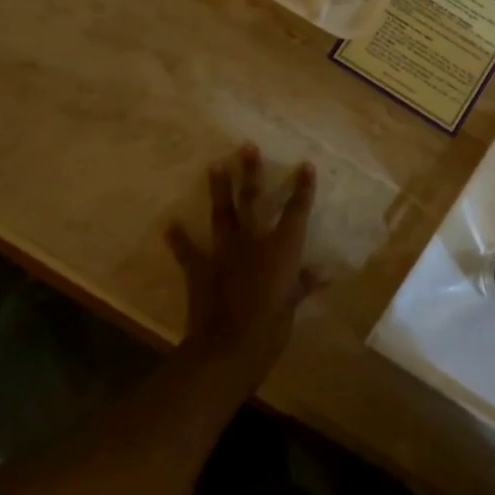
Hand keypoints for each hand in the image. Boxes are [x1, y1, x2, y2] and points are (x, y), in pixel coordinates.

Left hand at [166, 146, 319, 393]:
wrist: (229, 347)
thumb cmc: (272, 326)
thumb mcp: (293, 304)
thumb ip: (305, 284)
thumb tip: (324, 274)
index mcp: (282, 248)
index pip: (297, 211)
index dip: (303, 188)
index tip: (306, 165)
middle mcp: (254, 241)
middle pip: (253, 199)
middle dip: (251, 172)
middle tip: (246, 147)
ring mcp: (224, 252)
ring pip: (222, 213)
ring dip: (218, 189)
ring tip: (214, 165)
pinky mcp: (200, 269)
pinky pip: (188, 251)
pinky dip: (179, 238)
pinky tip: (170, 224)